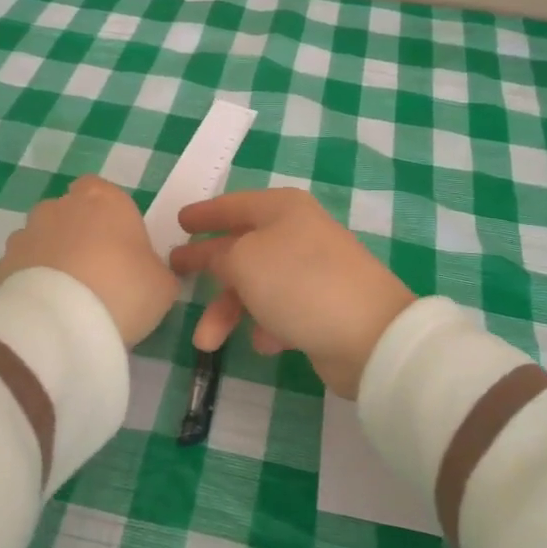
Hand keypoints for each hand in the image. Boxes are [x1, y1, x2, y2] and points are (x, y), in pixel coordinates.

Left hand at [0, 176, 179, 344]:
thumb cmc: (124, 289)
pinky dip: (29, 283)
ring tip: (67, 296)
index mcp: (103, 198)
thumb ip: (155, 269)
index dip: (108, 216)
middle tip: (95, 273)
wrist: (63, 323)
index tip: (119, 246)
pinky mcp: (2, 264)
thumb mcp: (162, 284)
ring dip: (51, 257)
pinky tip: (44, 310)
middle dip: (77, 235)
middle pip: (68, 213)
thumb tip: (147, 273)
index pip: (101, 190)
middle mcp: (60, 206)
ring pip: (41, 239)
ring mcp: (26, 233)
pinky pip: (21, 269)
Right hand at [171, 189, 414, 398]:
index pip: (234, 204)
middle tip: (176, 274)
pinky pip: (280, 311)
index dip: (205, 213)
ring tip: (207, 342)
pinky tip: (264, 343)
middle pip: (242, 247)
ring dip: (229, 310)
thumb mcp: (244, 261)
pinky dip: (265, 325)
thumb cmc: (299, 283)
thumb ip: (219, 255)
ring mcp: (313, 271)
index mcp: (283, 209)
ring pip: (257, 285)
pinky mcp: (323, 307)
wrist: (369, 335)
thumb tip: (217, 258)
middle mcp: (299, 234)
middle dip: (209, 267)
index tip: (180, 221)